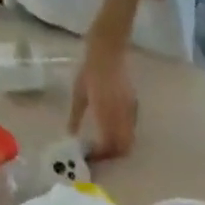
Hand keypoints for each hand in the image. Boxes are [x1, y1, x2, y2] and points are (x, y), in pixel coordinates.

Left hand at [69, 36, 137, 159]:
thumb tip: (71, 135)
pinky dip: (123, 137)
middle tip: (100, 154)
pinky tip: (112, 131)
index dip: (100, 155)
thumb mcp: (79, 93)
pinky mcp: (134, 108)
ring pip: (129, 142)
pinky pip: (130, 130)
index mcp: (104, 113)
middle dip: (112, 155)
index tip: (91, 156)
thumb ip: (76, 117)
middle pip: (122, 149)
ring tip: (106, 145)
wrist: (108, 48)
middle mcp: (119, 116)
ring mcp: (129, 112)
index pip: (107, 146)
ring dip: (118, 148)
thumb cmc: (90, 67)